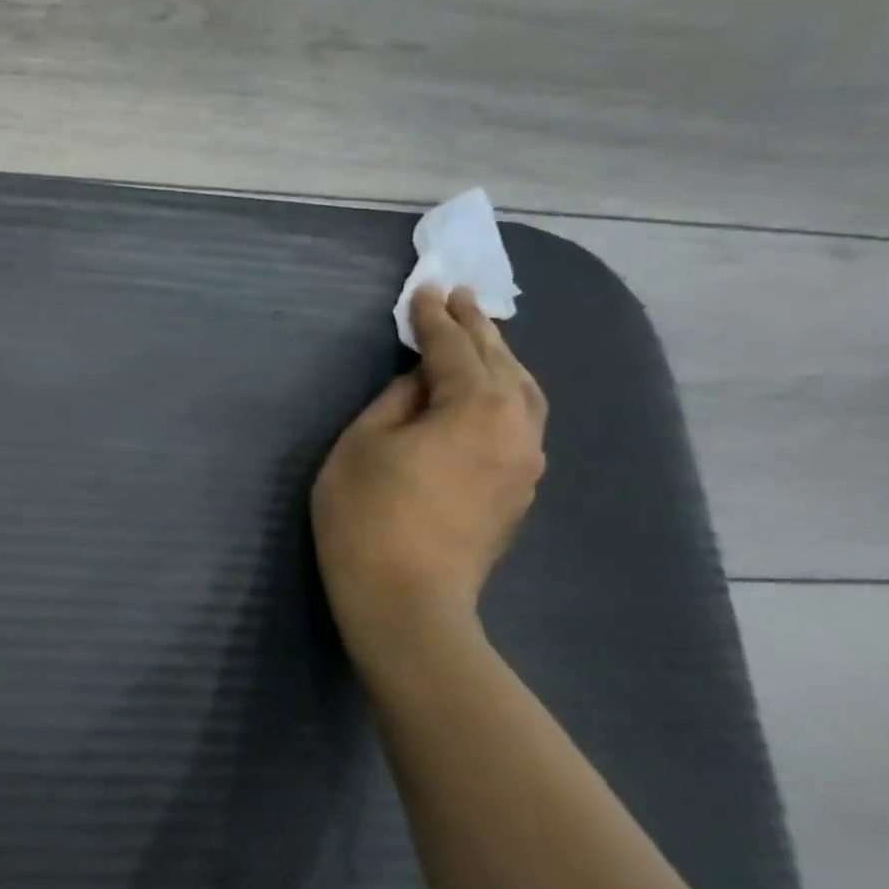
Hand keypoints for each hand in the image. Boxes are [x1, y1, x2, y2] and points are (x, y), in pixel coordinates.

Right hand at [311, 287, 546, 671]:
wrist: (406, 599)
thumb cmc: (368, 513)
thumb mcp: (363, 443)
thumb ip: (397, 400)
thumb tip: (421, 384)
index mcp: (478, 409)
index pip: (456, 350)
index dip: (436, 318)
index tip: (427, 289)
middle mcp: (518, 429)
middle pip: (503, 365)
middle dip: (478, 330)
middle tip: (459, 299)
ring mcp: (525, 465)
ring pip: (523, 396)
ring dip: (499, 362)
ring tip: (480, 339)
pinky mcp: (518, 493)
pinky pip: (518, 424)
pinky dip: (503, 395)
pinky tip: (486, 395)